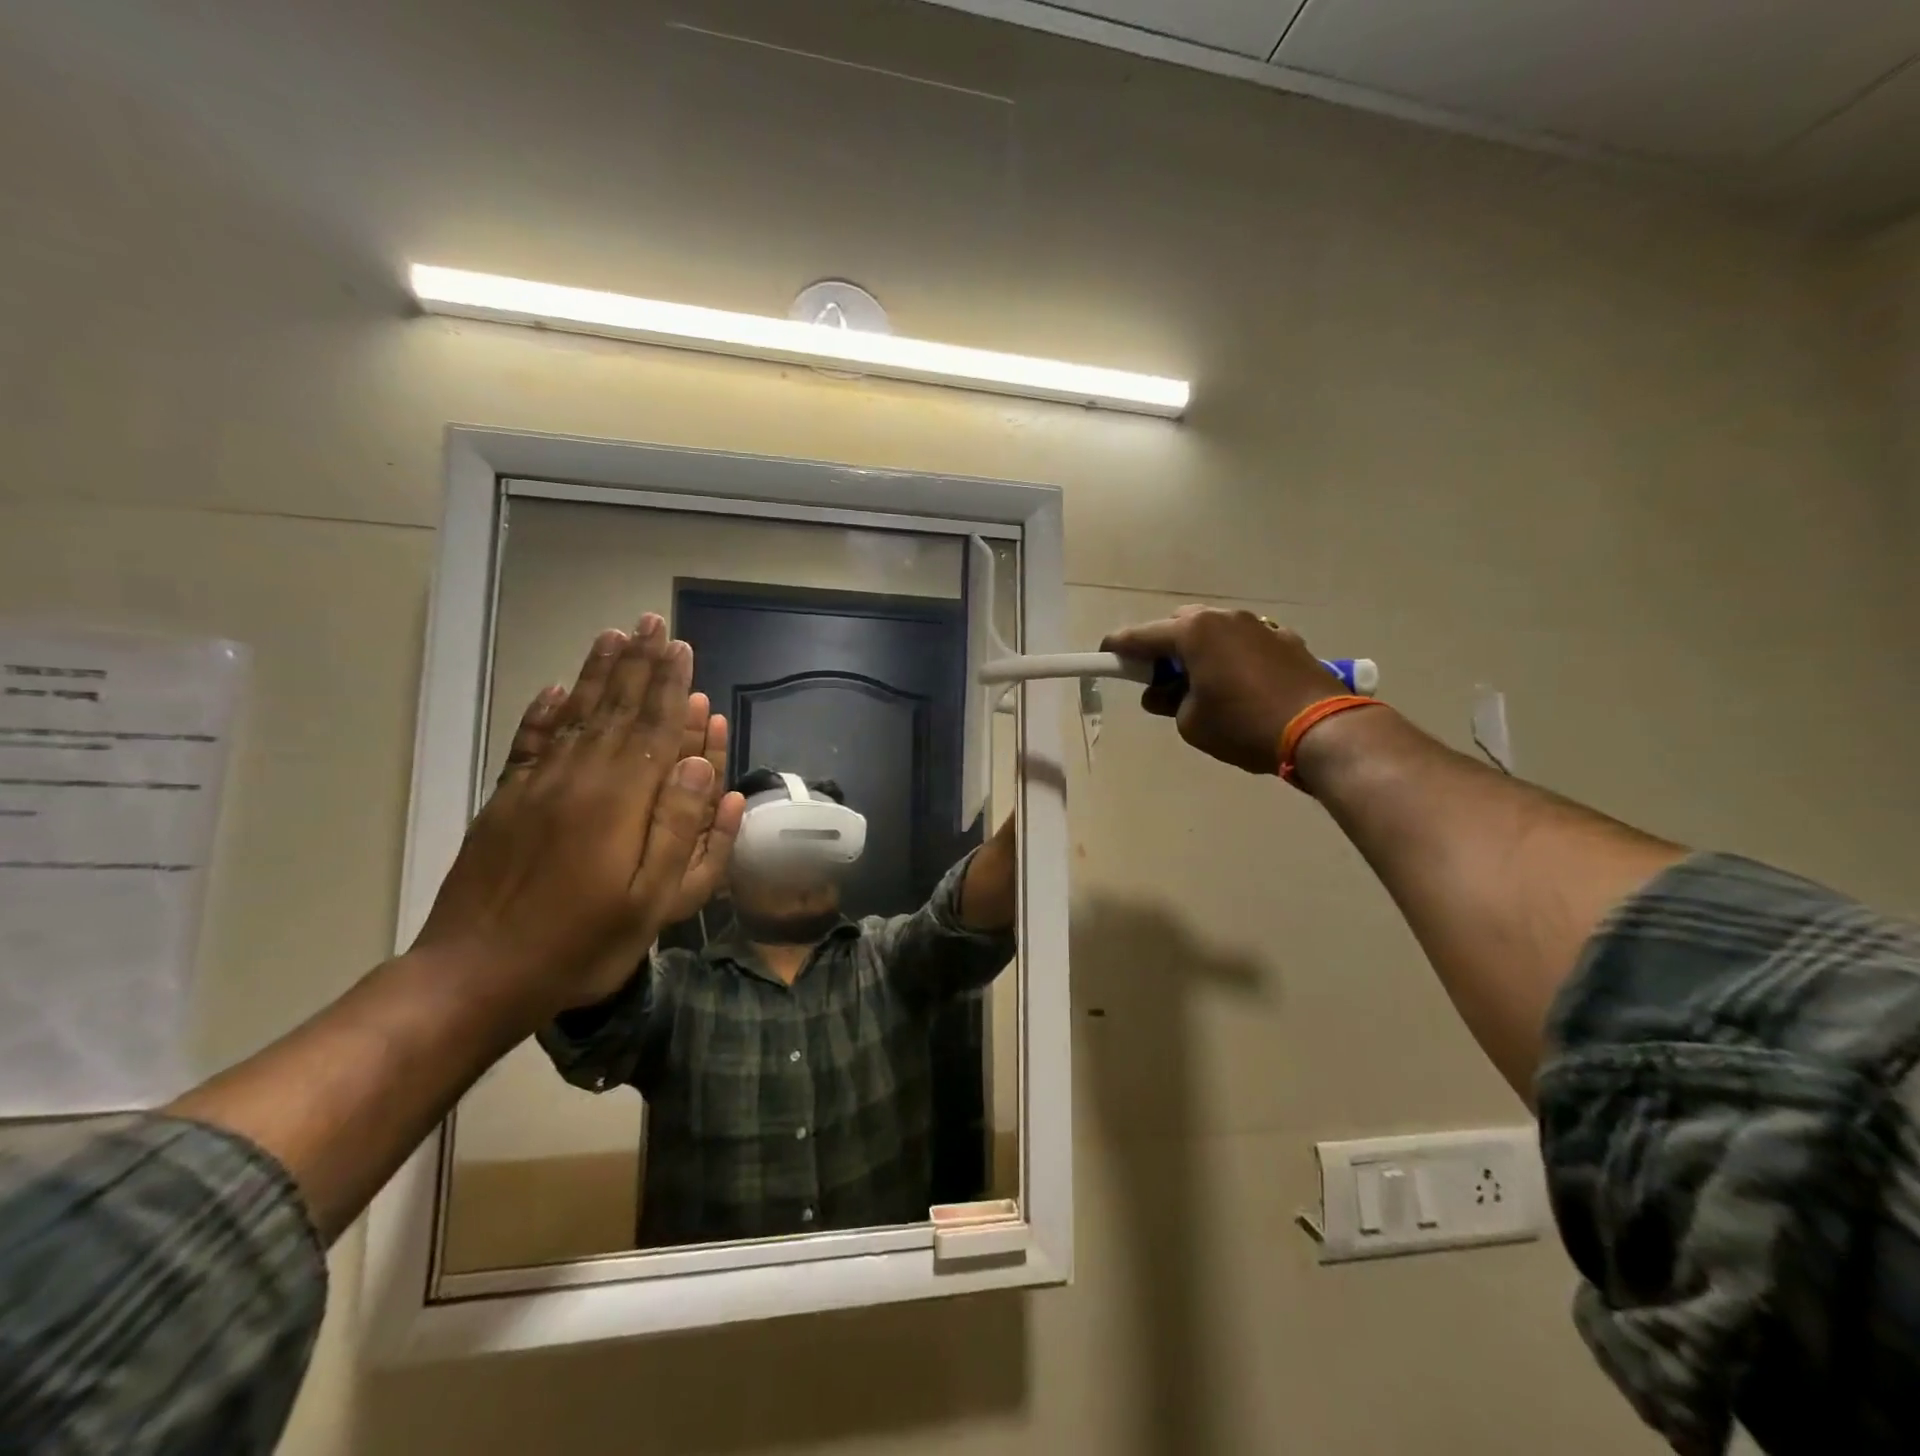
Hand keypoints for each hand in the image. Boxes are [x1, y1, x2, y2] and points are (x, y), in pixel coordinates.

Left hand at [414, 616, 746, 1013]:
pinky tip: (555, 690)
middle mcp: (578, 779)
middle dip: (638, 664)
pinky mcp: (505, 802)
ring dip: (596, 674)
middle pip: (616, 709)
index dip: (670, 686)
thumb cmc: (580, 945)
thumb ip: (680, 828)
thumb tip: (697, 762)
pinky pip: (529, 743)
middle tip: (651, 624)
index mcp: (619, 801)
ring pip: (575, 716)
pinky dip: (545, 712)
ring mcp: (536, 787)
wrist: (474, 976)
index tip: (680, 648)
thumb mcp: (652, 901)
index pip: (654, 728)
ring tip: (612, 636)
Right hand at [1101, 608, 1345, 774]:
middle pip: (1179, 625)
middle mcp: (1225, 618)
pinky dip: (1230, 658)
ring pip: (1214, 632)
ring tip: (1200, 686)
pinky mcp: (1286, 640)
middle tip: (1158, 680)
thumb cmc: (1243, 725)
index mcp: (1194, 631)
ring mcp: (1259, 626)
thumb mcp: (1190, 722)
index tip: (1103, 656)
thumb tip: (1163, 693)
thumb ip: (1168, 701)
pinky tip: (1237, 687)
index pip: (1140, 636)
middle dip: (1163, 648)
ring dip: (1199, 652)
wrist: (1321, 730)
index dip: (1117, 649)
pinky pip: (1243, 643)